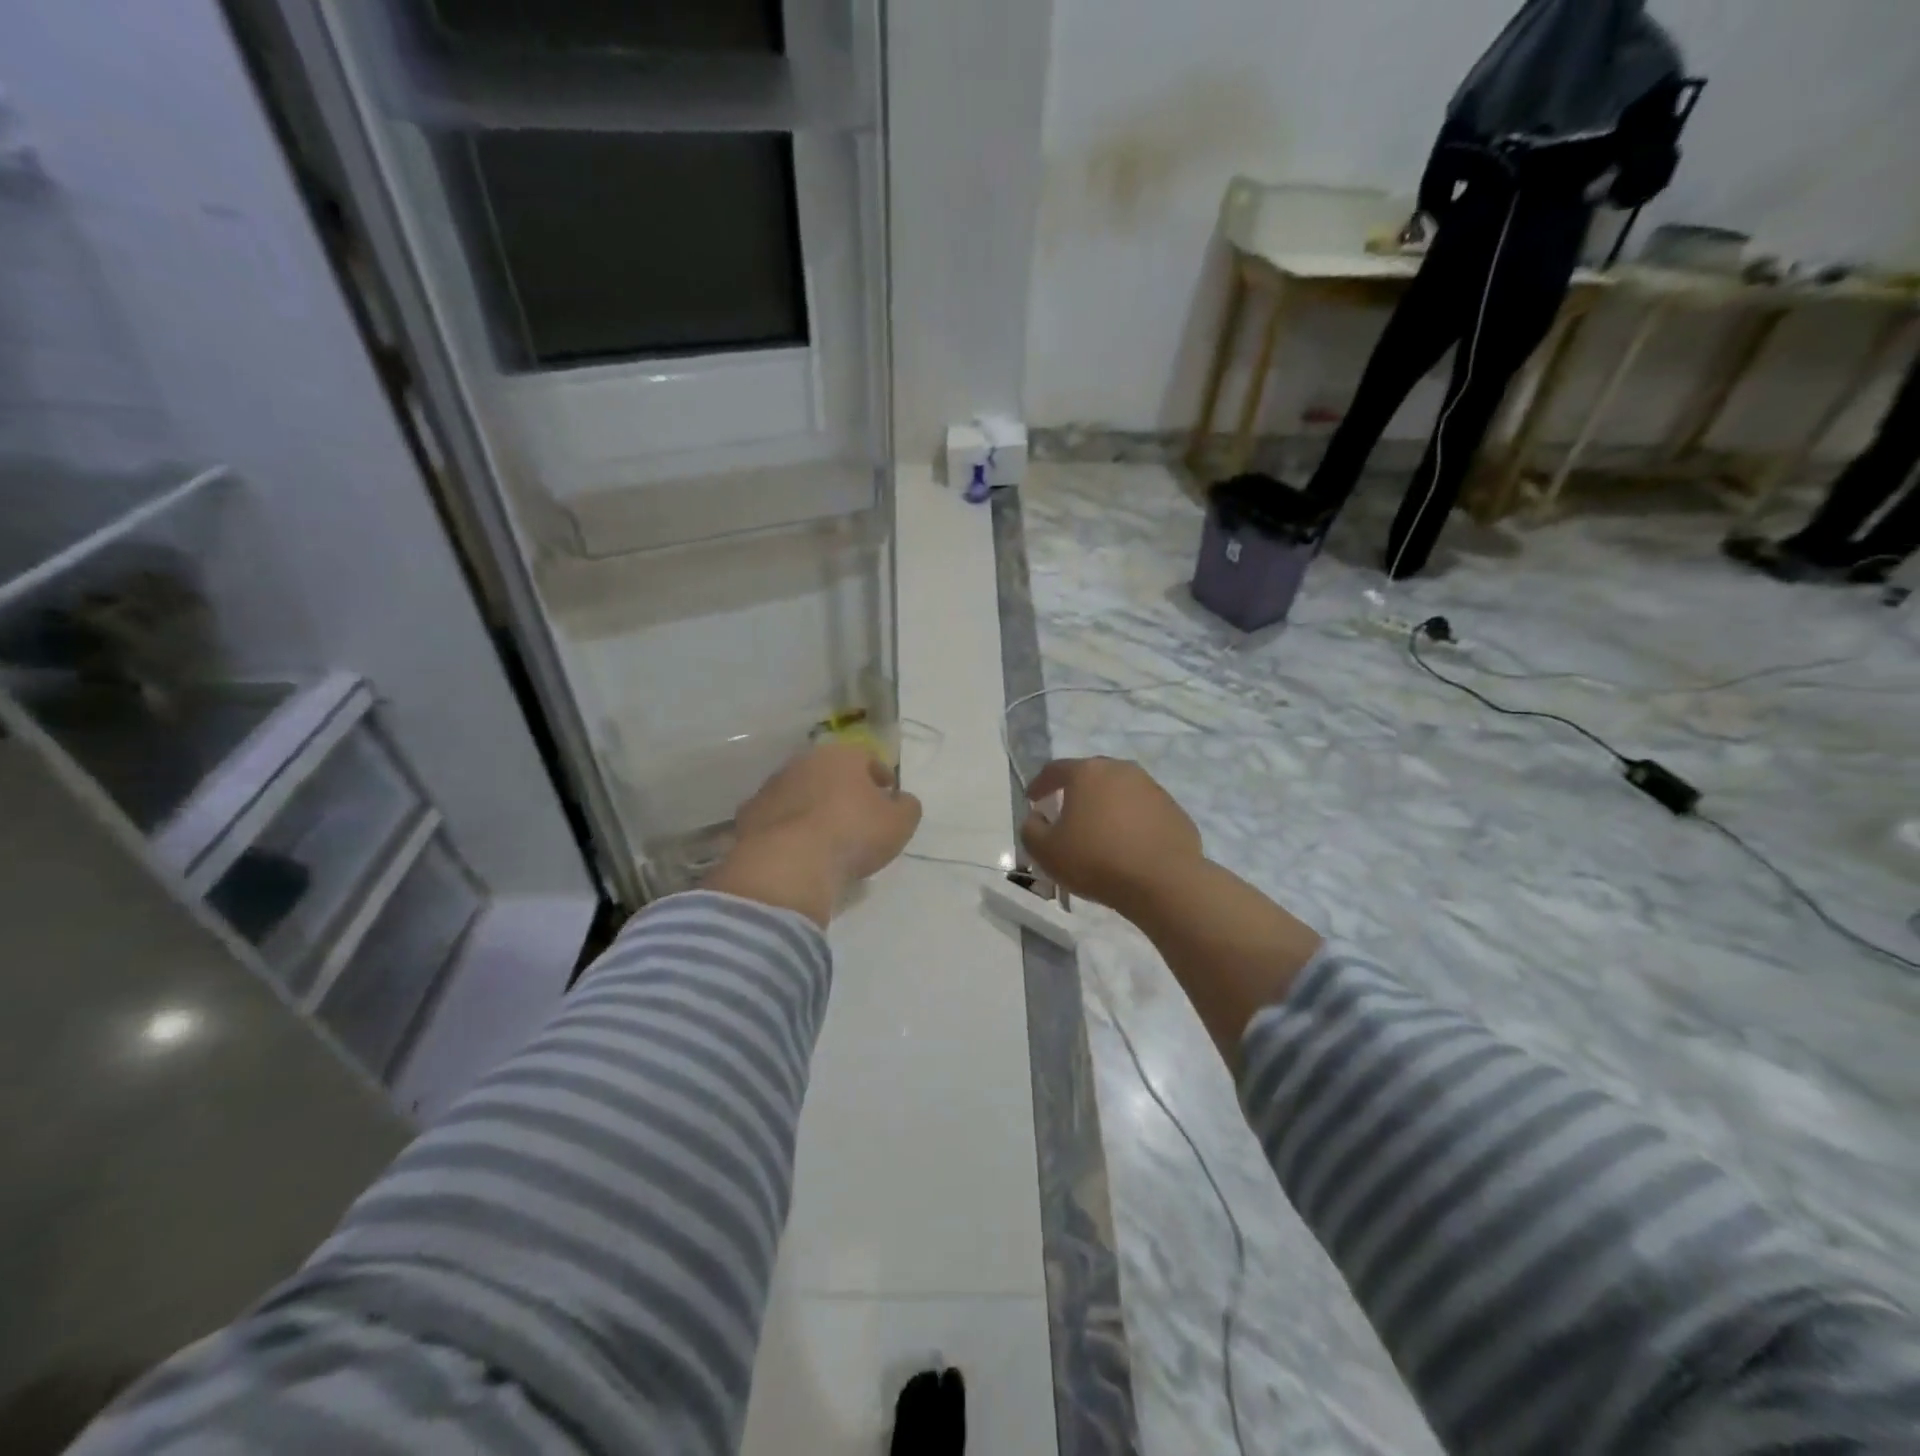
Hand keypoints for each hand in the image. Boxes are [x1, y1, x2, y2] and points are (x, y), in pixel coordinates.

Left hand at [706, 744, 922, 926]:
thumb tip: (902, 801)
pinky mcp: (748, 816)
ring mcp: (771, 787)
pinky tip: (797, 852)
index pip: (866, 758)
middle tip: (856, 817)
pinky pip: (776, 819)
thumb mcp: (899, 823)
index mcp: (841, 755)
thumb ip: (907, 807)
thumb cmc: (852, 834)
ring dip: (811, 808)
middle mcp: (802, 762)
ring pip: (799, 793)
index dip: (880, 777)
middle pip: (829, 772)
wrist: (788, 863)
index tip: (887, 798)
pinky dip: (787, 829)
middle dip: (842, 790)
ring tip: (825, 838)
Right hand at [1019, 757, 1203, 915]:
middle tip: (1066, 812)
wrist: (1163, 881)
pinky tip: (1128, 846)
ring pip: (1120, 791)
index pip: (1055, 770)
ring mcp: (1152, 788)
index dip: (1040, 784)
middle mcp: (1121, 770)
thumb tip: (1035, 819)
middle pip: (1091, 775)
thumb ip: (1031, 830)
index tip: (1032, 799)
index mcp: (1087, 772)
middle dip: (1076, 791)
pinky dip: (1132, 822)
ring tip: (1099, 832)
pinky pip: (1144, 811)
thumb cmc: (1096, 860)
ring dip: (1107, 806)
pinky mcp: (1174, 810)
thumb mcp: (1046, 851)